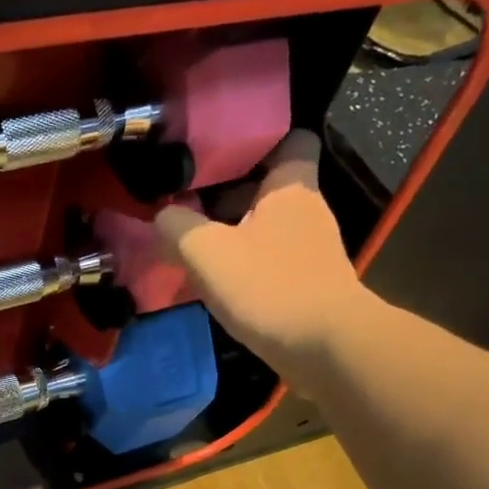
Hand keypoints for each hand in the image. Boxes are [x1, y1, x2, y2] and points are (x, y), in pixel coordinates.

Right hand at [153, 131, 375, 389]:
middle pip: (267, 189)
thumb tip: (162, 218)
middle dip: (228, 197)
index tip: (217, 156)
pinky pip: (268, 265)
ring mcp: (311, 252)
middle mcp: (307, 212)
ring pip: (264, 230)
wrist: (326, 349)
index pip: (291, 139)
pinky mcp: (308, 287)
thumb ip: (177, 228)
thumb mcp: (207, 252)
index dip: (256, 141)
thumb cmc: (269, 287)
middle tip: (186, 208)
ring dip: (231, 237)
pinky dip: (243, 270)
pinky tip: (215, 287)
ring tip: (191, 250)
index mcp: (291, 188)